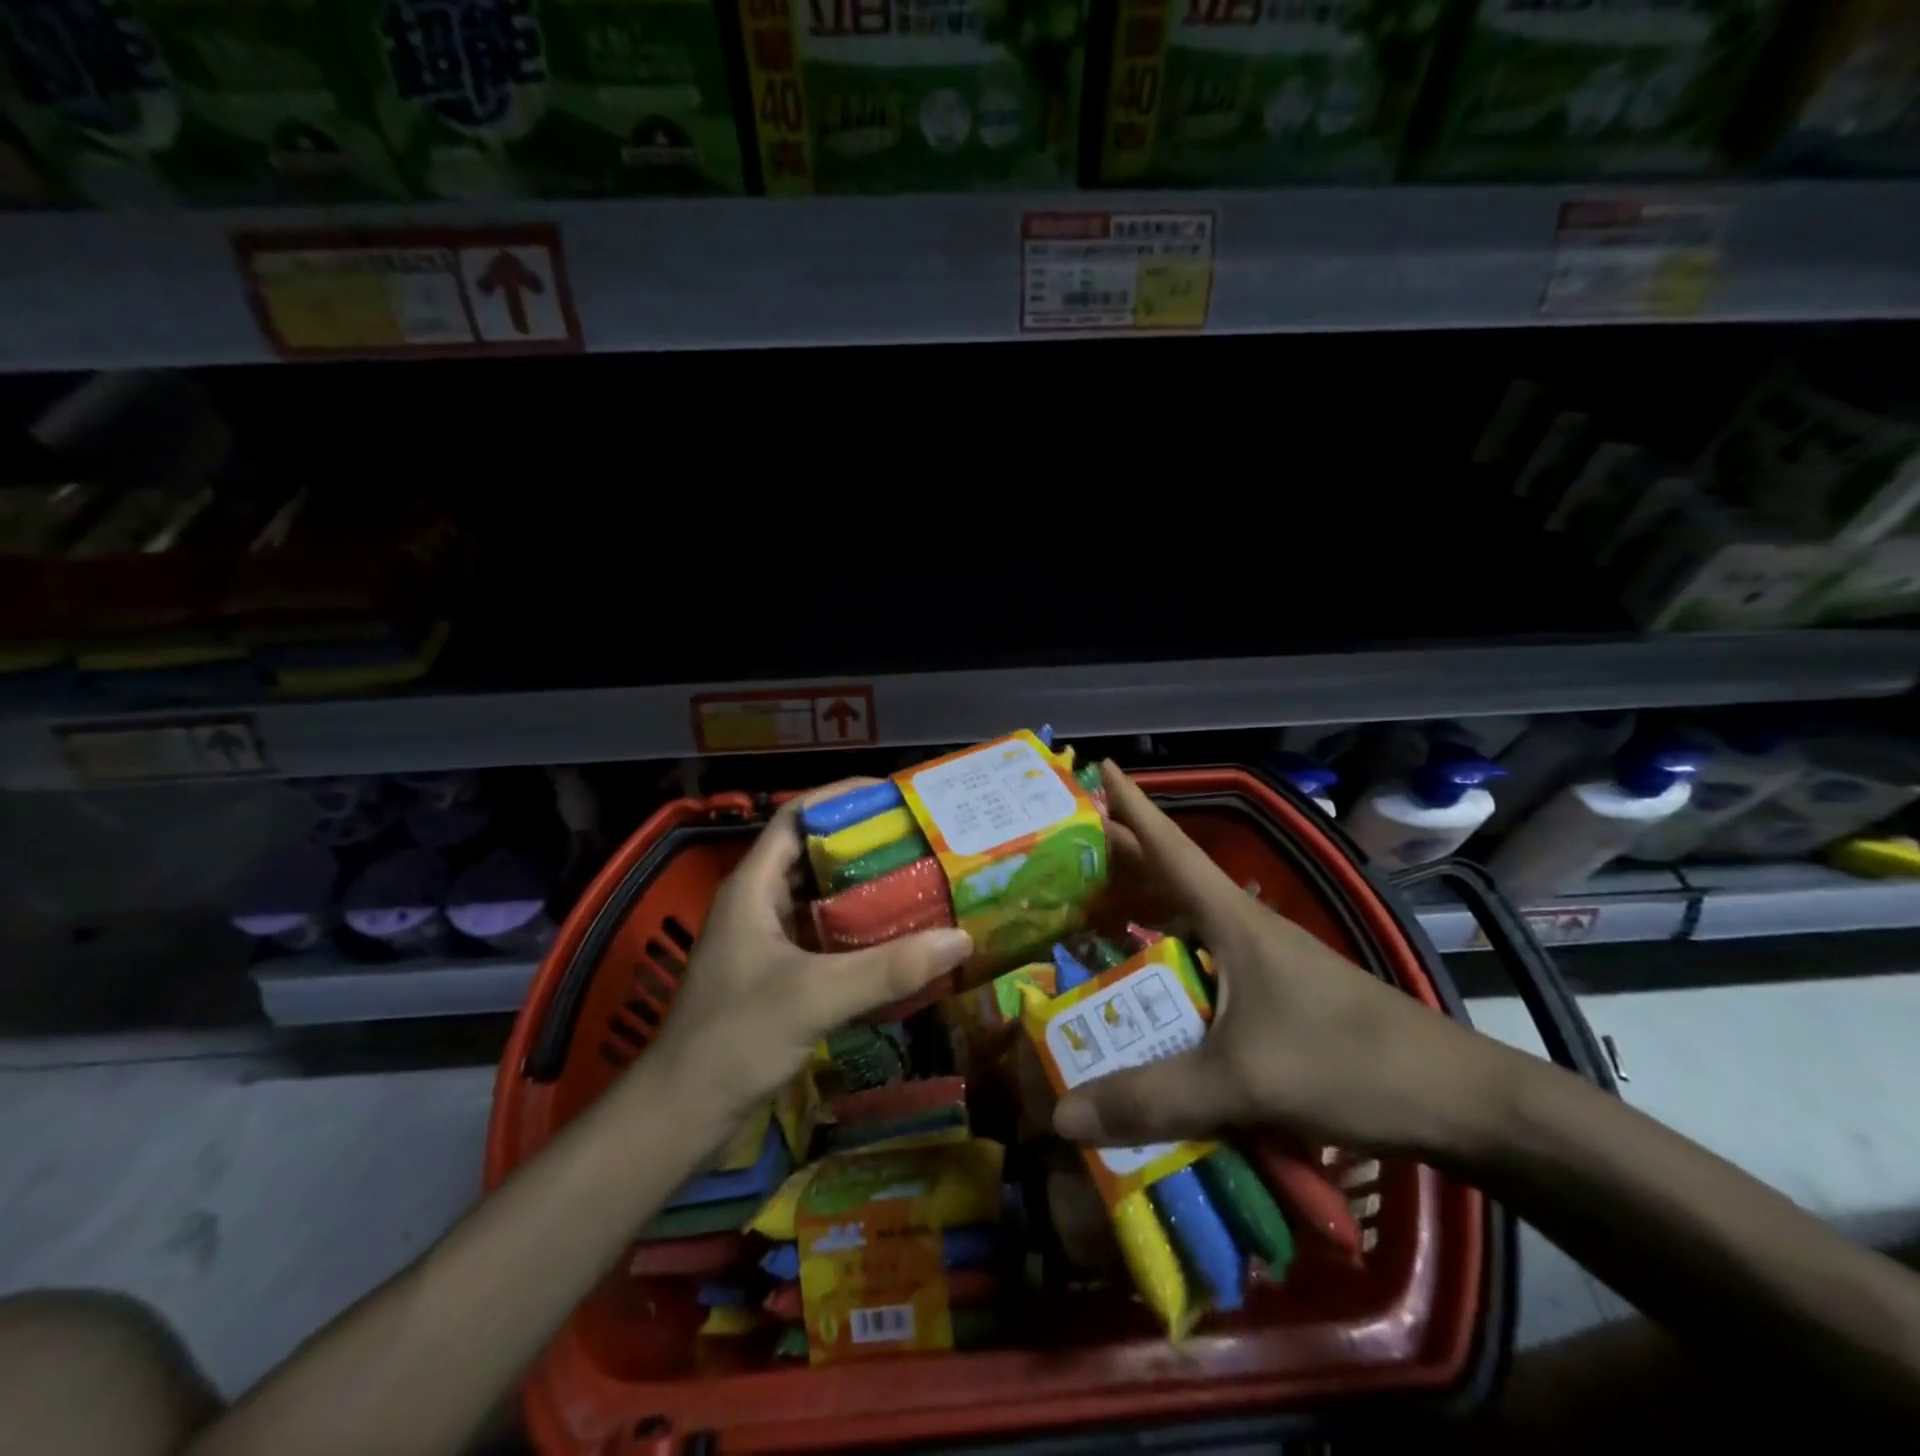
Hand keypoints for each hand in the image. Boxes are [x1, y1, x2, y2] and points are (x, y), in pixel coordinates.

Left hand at [648, 782, 972, 1132]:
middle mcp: (758, 902)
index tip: (894, 797)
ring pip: (821, 896)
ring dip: (865, 889)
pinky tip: (898, 940)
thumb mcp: (814, 996)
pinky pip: (824, 935)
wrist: (681, 1114)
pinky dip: (859, 931)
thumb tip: (960, 938)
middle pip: (815, 853)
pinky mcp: (777, 973)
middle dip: (866, 844)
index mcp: (753, 886)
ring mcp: (766, 939)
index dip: (841, 798)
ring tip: (920, 882)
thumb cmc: (734, 1039)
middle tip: (922, 842)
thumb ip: (887, 968)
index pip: (796, 816)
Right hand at [1053, 763, 1511, 1158]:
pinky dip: (1165, 963)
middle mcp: (1243, 929)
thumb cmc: (1352, 1062)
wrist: (1462, 1102)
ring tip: (1088, 914)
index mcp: (1232, 919)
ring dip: (1141, 912)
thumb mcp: (1244, 1080)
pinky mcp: (1275, 1000)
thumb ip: (1154, 1099)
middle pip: (1169, 879)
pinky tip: (1146, 989)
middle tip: (1064, 854)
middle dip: (1119, 859)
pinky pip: (1201, 967)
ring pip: (1186, 924)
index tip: (1100, 767)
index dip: (1132, 805)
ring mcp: (1262, 964)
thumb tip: (1061, 1117)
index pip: (1170, 846)